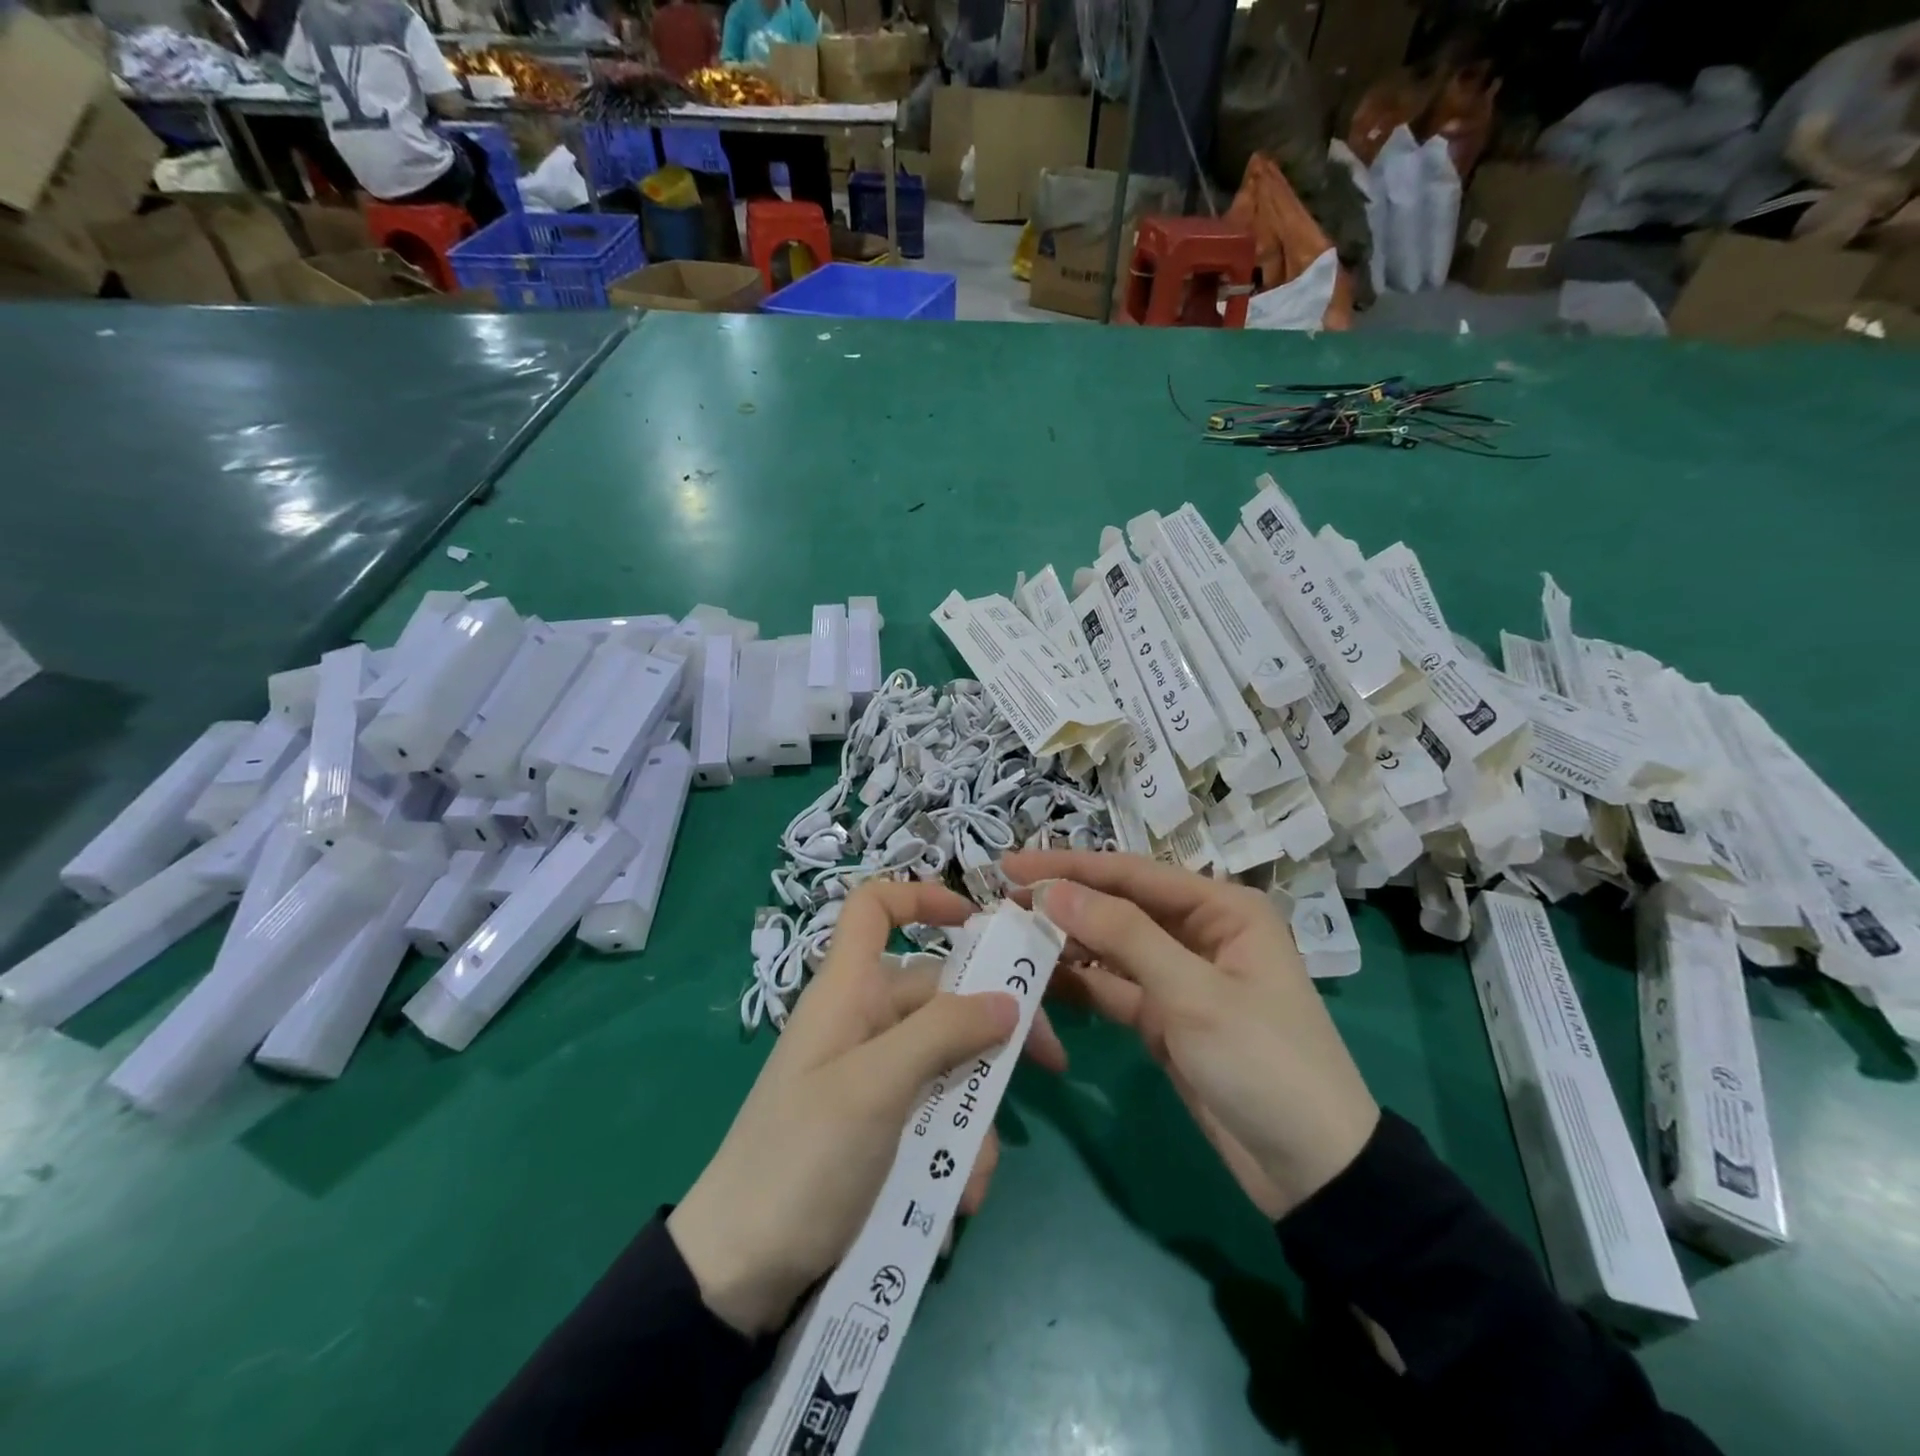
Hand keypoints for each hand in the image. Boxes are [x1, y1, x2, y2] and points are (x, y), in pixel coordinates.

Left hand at [668, 880, 1066, 1335]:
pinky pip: (937, 1118)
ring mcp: (875, 1078)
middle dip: (993, 1034)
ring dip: (973, 1117)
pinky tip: (954, 1202)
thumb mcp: (876, 1087)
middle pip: (941, 996)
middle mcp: (865, 1023)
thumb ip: (943, 1033)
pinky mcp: (882, 1128)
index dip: (921, 897)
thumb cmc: (801, 1157)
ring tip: (968, 1177)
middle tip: (1050, 1064)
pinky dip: (954, 1156)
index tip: (978, 921)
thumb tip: (1008, 1000)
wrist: (739, 1274)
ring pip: (950, 1067)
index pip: (874, 908)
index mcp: (850, 990)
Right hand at [1004, 850, 1377, 1220]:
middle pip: (1119, 906)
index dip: (1070, 868)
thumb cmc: (1264, 1064)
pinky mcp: (1164, 1017)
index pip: (1133, 874)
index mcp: (1222, 909)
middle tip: (1001, 900)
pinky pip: (1112, 988)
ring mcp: (1179, 977)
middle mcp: (1199, 932)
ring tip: (1009, 935)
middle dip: (1064, 903)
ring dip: (1065, 942)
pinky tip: (1038, 978)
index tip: (1012, 865)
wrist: (1313, 1172)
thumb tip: (1054, 891)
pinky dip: (1079, 983)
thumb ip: (1123, 936)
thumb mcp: (1194, 996)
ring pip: (1111, 947)